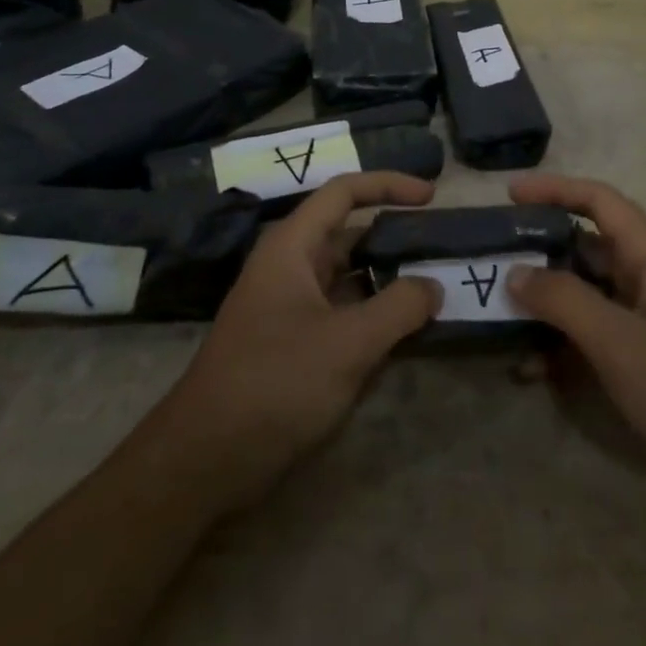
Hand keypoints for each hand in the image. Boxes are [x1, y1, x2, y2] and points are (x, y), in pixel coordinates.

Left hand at [153, 172, 442, 508]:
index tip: (432, 195)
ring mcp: (289, 307)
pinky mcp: (292, 344)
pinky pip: (342, 313)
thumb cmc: (275, 384)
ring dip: (388, 279)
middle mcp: (289, 267)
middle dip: (395, 236)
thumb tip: (433, 286)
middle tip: (441, 248)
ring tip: (435, 287)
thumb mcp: (348, 344)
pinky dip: (374, 314)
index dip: (389, 184)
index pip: (344, 193)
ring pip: (348, 277)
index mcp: (292, 247)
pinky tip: (405, 332)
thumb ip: (399, 308)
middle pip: (348, 234)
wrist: (203, 460)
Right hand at [507, 175, 645, 501]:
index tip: (507, 193)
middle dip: (539, 253)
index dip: (554, 188)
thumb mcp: (620, 341)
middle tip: (490, 262)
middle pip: (587, 247)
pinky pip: (598, 335)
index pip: (599, 200)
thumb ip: (564, 301)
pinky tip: (531, 371)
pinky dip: (565, 344)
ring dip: (547, 305)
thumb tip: (515, 272)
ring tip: (498, 318)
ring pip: (588, 294)